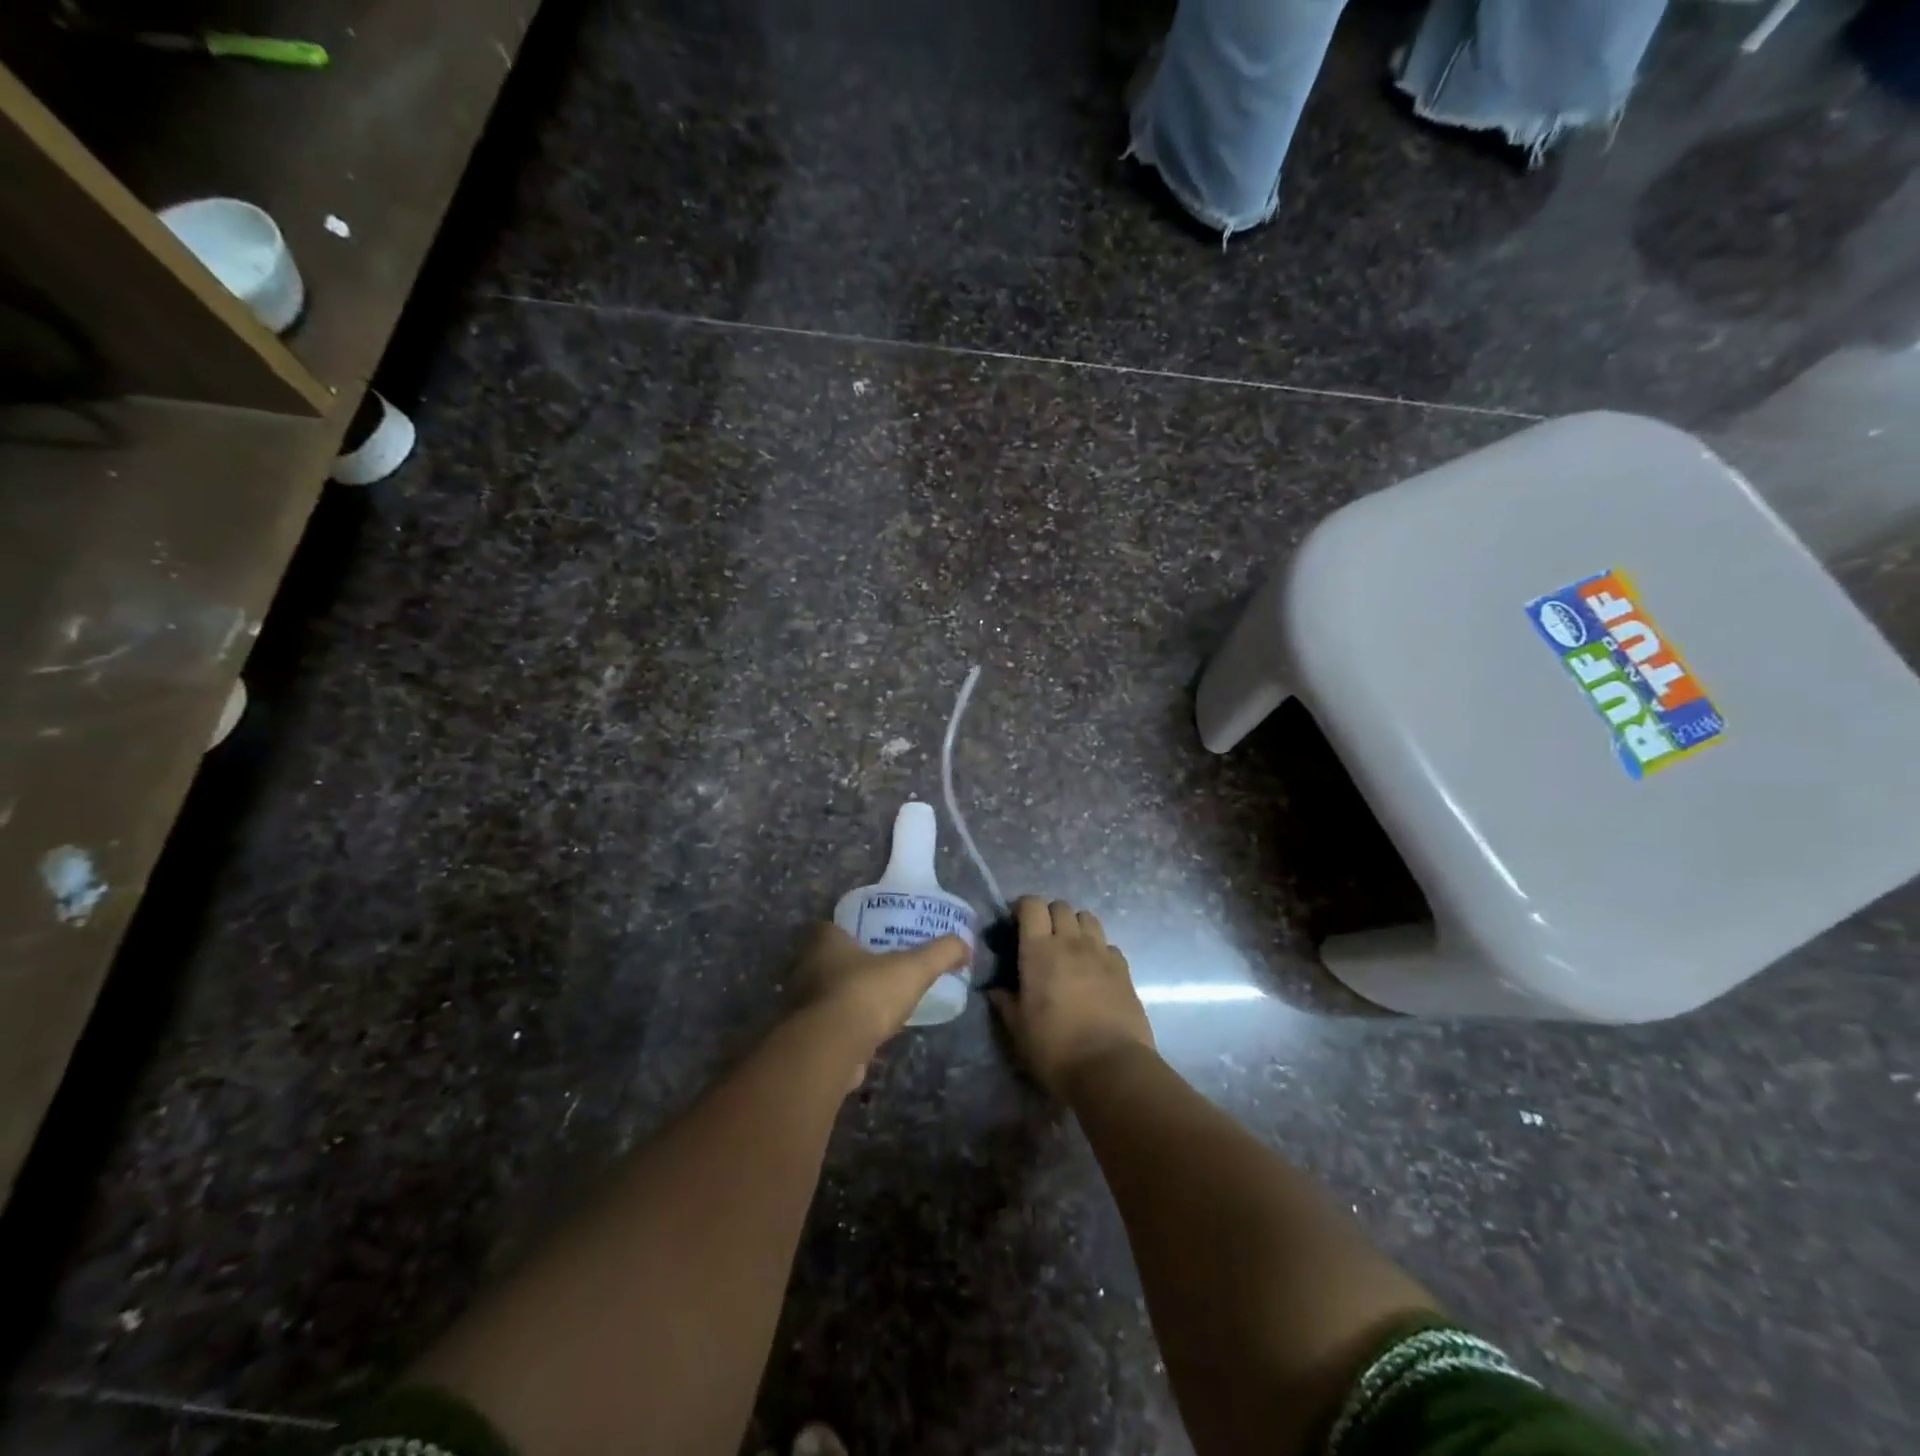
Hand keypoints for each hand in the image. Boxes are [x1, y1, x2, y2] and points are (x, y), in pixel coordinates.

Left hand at [792, 924, 969, 1069]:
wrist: (832, 1048)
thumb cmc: (867, 993)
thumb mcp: (914, 968)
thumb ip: (941, 954)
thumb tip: (966, 946)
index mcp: (823, 941)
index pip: (831, 929)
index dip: (850, 933)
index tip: (871, 941)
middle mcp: (804, 968)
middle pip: (826, 962)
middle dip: (848, 968)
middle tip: (878, 972)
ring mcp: (799, 1005)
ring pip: (823, 996)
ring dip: (844, 1001)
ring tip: (875, 1006)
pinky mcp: (803, 1038)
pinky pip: (824, 1027)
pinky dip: (841, 1030)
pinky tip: (864, 1037)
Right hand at [988, 897, 1153, 1096]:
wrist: (1111, 1067)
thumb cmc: (1055, 1048)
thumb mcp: (1018, 1029)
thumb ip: (1005, 1003)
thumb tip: (993, 989)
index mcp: (1039, 951)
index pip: (1032, 905)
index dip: (1022, 907)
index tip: (1015, 922)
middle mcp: (1071, 942)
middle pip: (1060, 906)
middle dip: (1049, 915)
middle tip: (1042, 938)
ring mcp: (1101, 953)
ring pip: (1088, 918)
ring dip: (1075, 925)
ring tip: (1070, 948)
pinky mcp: (1124, 969)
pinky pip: (1109, 944)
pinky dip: (1099, 949)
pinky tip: (1094, 970)